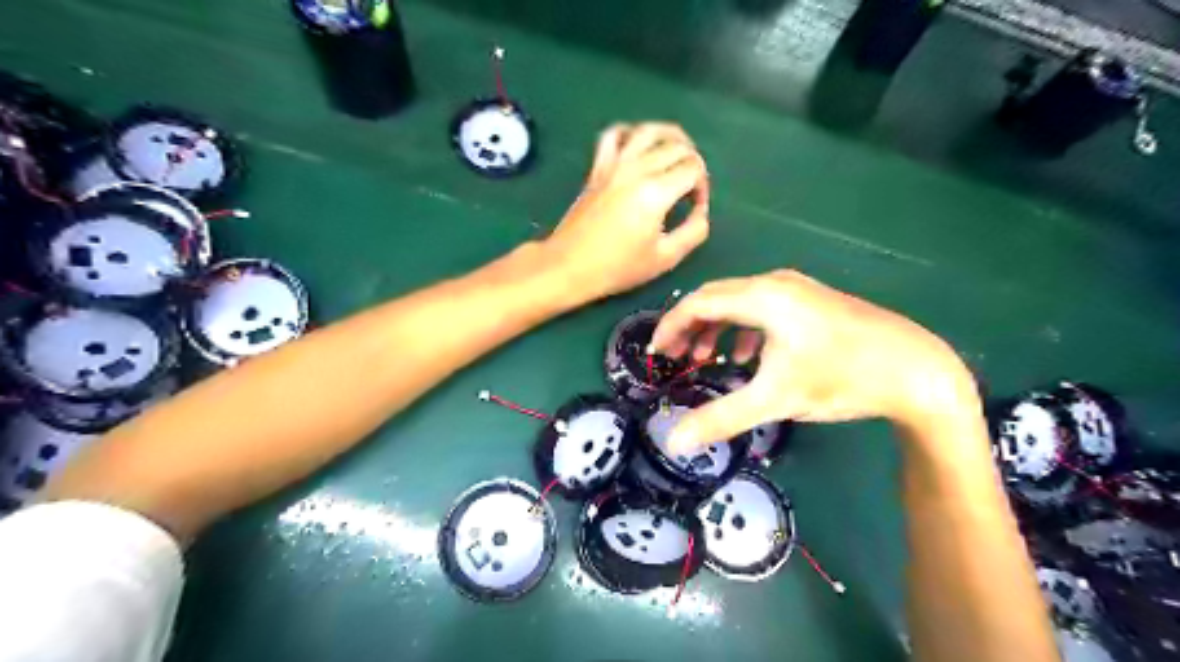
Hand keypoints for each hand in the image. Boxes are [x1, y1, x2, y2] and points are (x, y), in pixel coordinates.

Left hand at [542, 121, 708, 301]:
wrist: (569, 266)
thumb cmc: (618, 268)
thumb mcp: (665, 258)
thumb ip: (693, 232)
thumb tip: (701, 212)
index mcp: (656, 192)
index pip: (693, 168)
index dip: (703, 185)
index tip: (695, 207)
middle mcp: (636, 169)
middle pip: (677, 146)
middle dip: (692, 162)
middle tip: (690, 188)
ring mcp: (614, 164)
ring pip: (648, 130)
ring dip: (669, 136)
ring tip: (677, 152)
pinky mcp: (597, 167)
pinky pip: (614, 135)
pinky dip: (630, 133)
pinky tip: (638, 146)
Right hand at [644, 273, 978, 452]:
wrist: (918, 370)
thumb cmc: (842, 377)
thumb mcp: (775, 400)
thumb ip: (720, 418)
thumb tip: (673, 442)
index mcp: (763, 296)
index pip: (699, 302)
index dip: (670, 326)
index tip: (656, 354)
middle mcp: (776, 283)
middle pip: (716, 297)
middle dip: (689, 327)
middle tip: (674, 358)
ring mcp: (797, 289)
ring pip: (739, 302)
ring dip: (715, 328)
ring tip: (705, 360)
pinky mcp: (812, 302)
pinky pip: (762, 309)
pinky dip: (742, 330)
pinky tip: (747, 357)